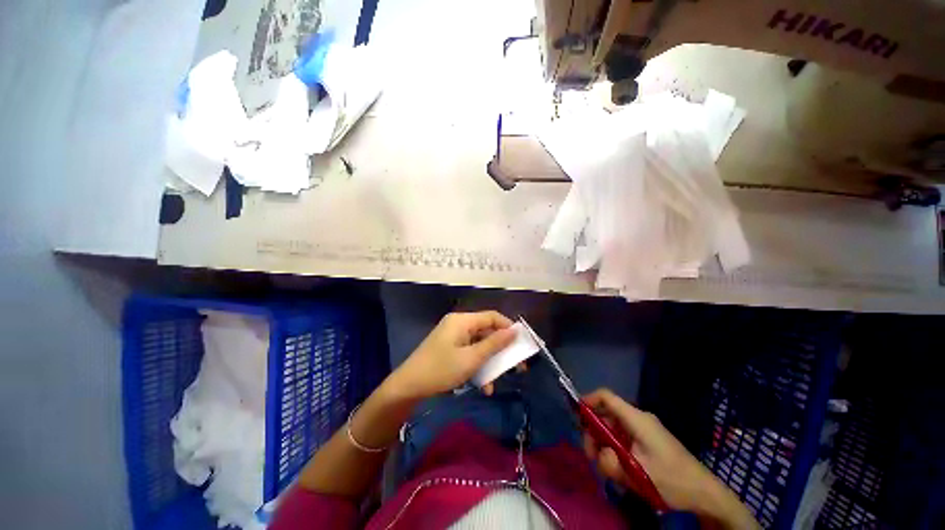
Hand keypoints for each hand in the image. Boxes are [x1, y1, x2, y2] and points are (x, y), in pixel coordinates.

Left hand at [389, 311, 515, 399]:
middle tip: (516, 366)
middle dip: (500, 350)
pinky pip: (469, 352)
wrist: (408, 387)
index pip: (492, 317)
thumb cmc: (441, 370)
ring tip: (495, 382)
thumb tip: (514, 331)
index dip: (508, 328)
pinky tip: (482, 385)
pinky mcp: (450, 348)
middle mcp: (459, 324)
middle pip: (486, 331)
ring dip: (489, 362)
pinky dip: (477, 365)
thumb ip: (494, 344)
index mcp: (463, 320)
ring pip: (479, 345)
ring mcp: (453, 336)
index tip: (521, 344)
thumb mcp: (471, 359)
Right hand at [582, 389, 758, 527]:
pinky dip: (616, 450)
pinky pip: (624, 439)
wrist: (705, 493)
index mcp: (636, 419)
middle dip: (595, 433)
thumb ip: (611, 463)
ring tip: (608, 469)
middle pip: (607, 415)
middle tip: (592, 457)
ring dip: (606, 445)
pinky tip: (620, 470)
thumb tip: (599, 454)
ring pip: (614, 429)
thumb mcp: (638, 475)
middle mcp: (639, 419)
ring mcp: (644, 430)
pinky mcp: (648, 441)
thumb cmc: (673, 480)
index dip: (588, 400)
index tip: (577, 414)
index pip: (606, 397)